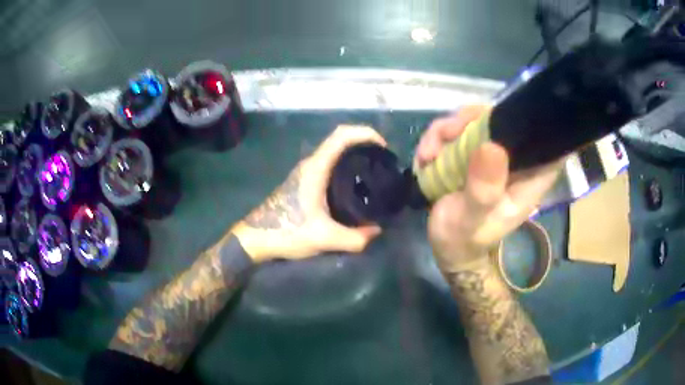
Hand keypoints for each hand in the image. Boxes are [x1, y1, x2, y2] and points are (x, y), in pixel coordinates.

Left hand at [233, 125, 385, 261]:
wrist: (256, 238)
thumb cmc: (286, 232)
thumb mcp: (324, 238)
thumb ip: (355, 238)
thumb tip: (376, 231)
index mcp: (316, 169)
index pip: (341, 136)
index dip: (364, 133)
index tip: (384, 148)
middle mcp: (311, 164)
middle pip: (340, 140)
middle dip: (365, 144)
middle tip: (384, 163)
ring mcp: (306, 172)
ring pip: (335, 153)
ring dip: (355, 155)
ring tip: (375, 173)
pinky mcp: (304, 181)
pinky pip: (330, 165)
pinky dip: (346, 167)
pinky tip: (356, 187)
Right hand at [415, 105, 562, 272]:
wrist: (447, 247)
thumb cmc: (465, 239)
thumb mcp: (472, 220)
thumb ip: (484, 190)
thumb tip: (492, 146)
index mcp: (529, 176)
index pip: (546, 138)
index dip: (531, 118)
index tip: (504, 116)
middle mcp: (515, 159)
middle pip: (502, 117)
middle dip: (469, 121)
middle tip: (445, 137)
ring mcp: (493, 154)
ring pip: (475, 120)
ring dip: (445, 131)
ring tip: (426, 156)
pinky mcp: (473, 154)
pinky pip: (457, 132)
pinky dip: (437, 140)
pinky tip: (424, 159)